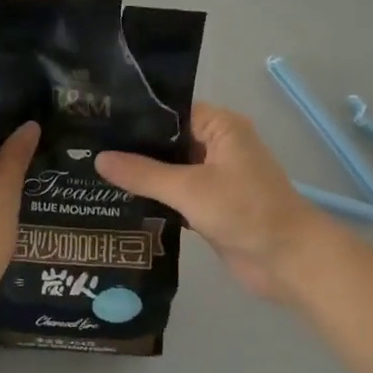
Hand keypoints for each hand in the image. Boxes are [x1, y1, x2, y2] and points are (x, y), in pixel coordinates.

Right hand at [96, 103, 332, 303]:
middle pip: (168, 141)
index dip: (136, 117)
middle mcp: (218, 146)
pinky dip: (154, 199)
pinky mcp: (210, 206)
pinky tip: (118, 201)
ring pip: (170, 170)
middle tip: (84, 150)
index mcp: (221, 127)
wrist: (288, 260)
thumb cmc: (245, 211)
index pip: (171, 111)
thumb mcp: (189, 188)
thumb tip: (99, 158)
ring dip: (141, 176)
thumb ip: (143, 173)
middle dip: (133, 148)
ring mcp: (214, 178)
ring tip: (91, 173)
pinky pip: (175, 196)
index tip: (97, 122)